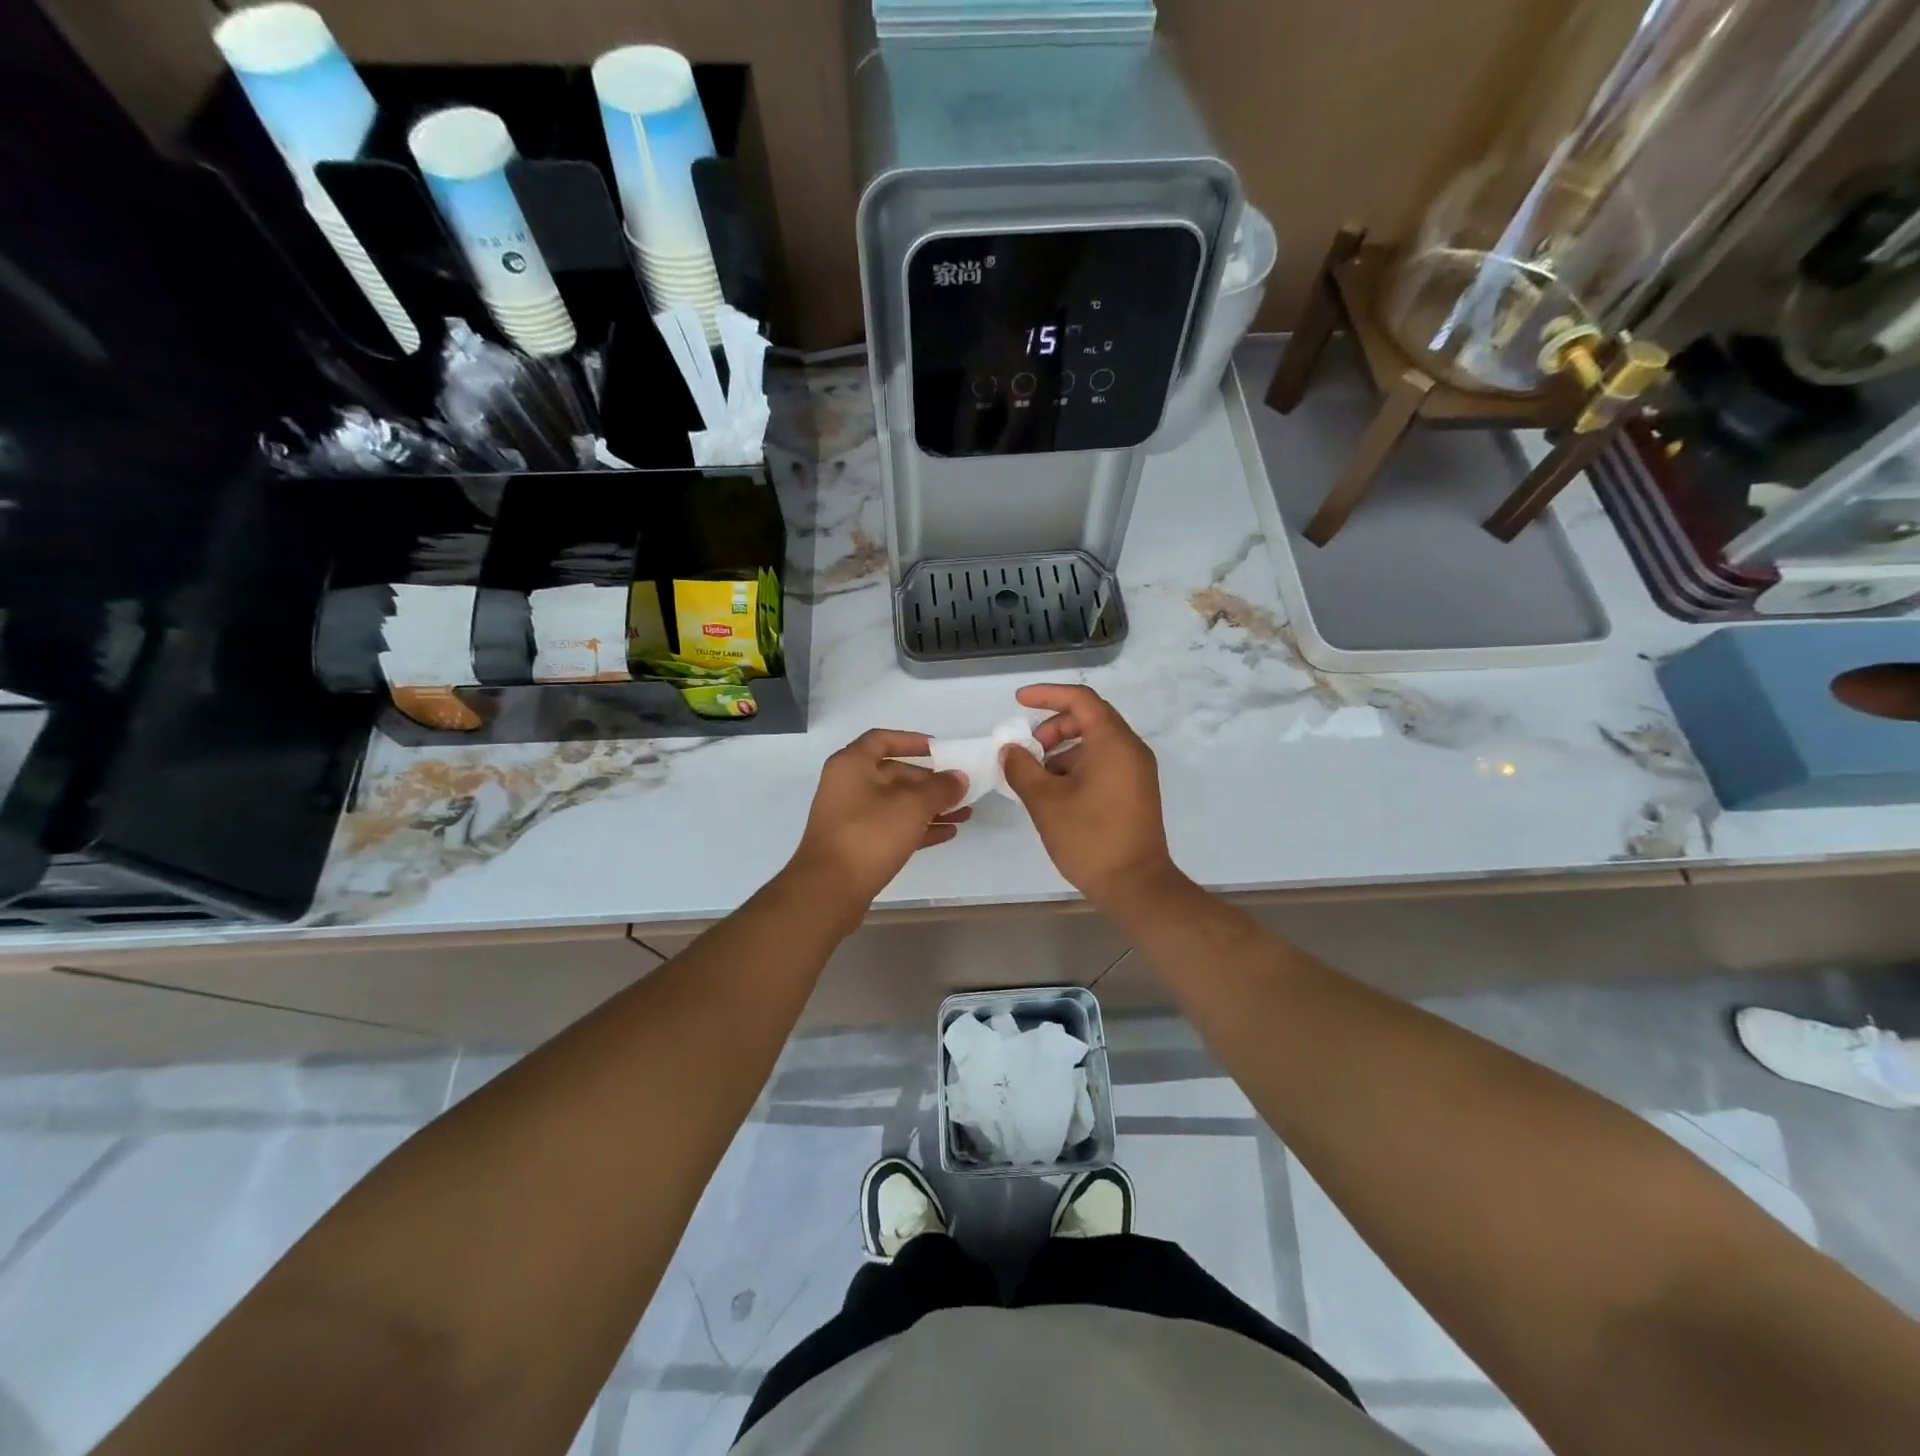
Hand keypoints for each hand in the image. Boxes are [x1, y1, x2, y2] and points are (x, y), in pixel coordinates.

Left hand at [785, 729, 969, 917]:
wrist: (830, 889)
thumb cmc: (870, 834)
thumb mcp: (912, 806)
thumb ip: (940, 788)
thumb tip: (959, 777)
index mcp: (852, 764)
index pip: (883, 739)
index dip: (912, 741)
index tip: (940, 750)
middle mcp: (848, 785)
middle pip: (893, 774)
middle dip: (929, 782)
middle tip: (960, 790)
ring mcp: (850, 817)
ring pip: (896, 804)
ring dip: (930, 807)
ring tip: (964, 814)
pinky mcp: (857, 845)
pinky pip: (893, 828)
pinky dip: (919, 828)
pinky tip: (948, 833)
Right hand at [1000, 685, 1183, 906]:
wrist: (1135, 885)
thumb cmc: (1090, 838)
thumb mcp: (1046, 801)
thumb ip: (1022, 768)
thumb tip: (1010, 750)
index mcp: (1113, 742)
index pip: (1080, 699)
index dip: (1047, 694)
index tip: (1019, 701)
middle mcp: (1130, 749)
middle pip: (1088, 719)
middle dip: (1052, 727)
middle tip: (1027, 751)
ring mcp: (1136, 771)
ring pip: (1094, 743)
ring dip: (1061, 750)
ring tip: (1035, 778)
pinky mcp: (1134, 790)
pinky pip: (1102, 763)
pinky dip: (1076, 767)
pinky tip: (1054, 793)